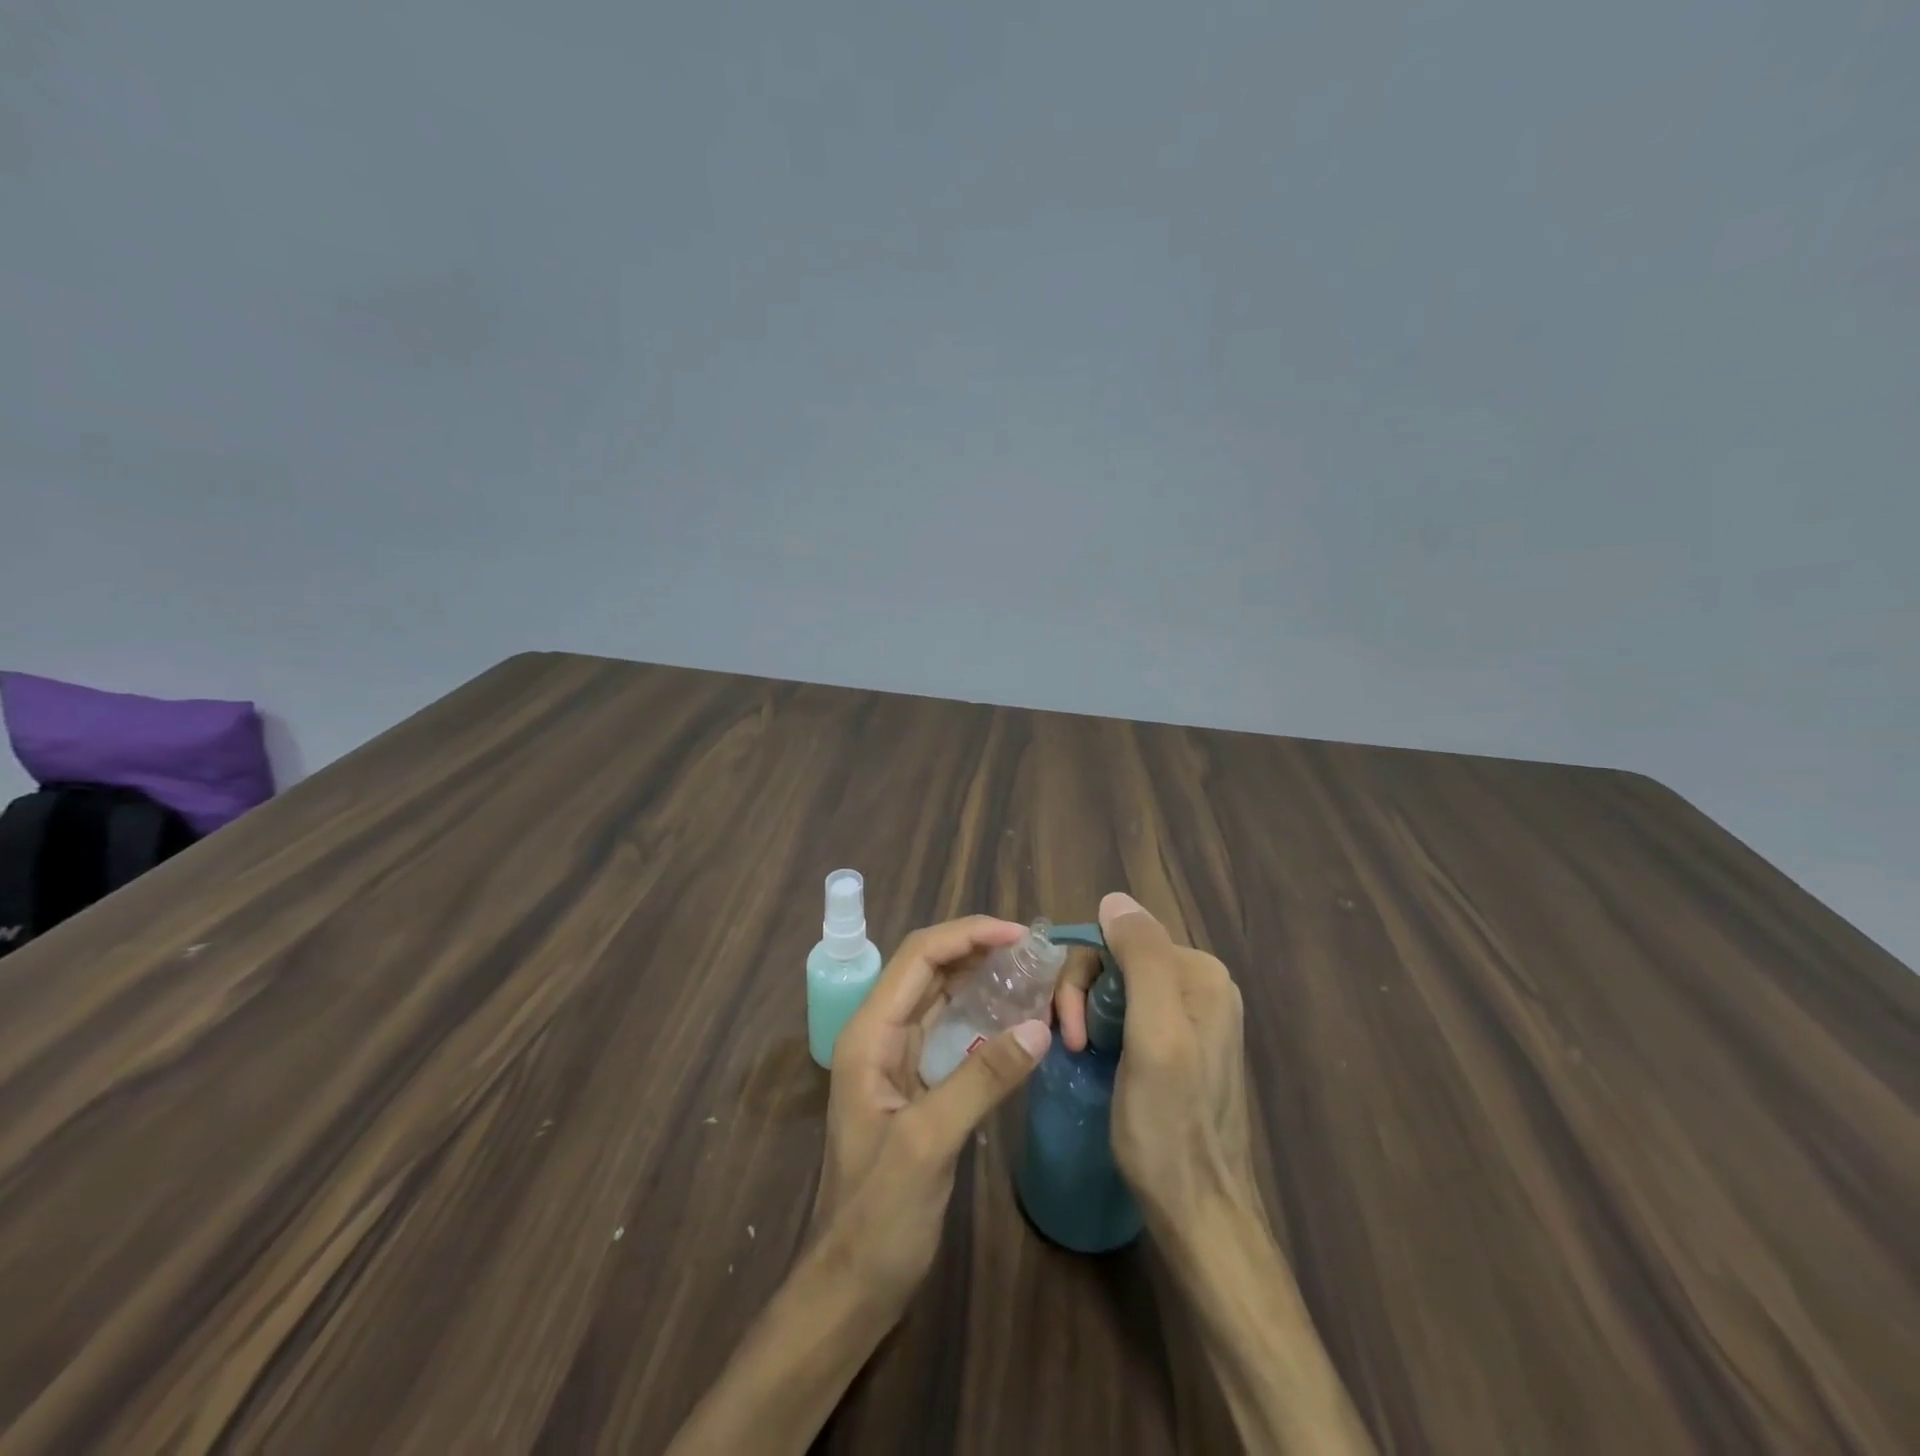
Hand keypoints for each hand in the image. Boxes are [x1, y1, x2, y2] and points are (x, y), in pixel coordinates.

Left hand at [811, 915, 1052, 1309]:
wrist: (852, 1285)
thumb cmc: (878, 1217)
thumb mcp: (929, 1143)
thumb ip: (982, 1080)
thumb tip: (1039, 1027)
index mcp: (870, 1033)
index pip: (918, 956)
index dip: (967, 935)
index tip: (1018, 936)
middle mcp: (881, 1033)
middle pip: (929, 968)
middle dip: (977, 949)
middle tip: (1033, 951)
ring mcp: (898, 1058)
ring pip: (941, 995)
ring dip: (981, 977)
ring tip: (1030, 972)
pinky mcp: (917, 1082)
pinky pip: (952, 1030)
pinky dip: (983, 1014)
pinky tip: (1015, 1017)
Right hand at [1093, 892, 1259, 1230]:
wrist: (1198, 1213)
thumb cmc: (1169, 1128)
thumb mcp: (1155, 1037)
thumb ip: (1142, 960)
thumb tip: (1114, 898)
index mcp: (1201, 974)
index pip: (1118, 940)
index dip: (1083, 977)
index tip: (1072, 1030)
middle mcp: (1201, 986)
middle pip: (1117, 961)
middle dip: (1084, 997)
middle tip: (1073, 1046)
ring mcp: (1192, 1016)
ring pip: (1116, 987)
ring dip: (1087, 1014)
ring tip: (1081, 1057)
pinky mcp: (1178, 1045)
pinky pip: (1126, 1013)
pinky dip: (1101, 1030)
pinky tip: (1096, 1059)